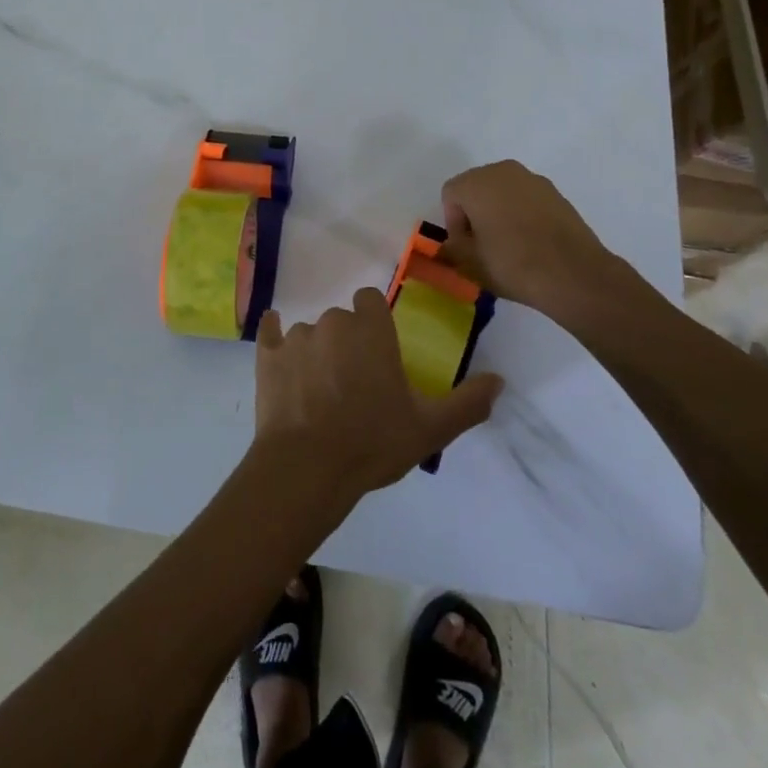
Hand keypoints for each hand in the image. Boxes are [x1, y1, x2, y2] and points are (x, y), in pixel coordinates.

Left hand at [253, 289, 502, 499]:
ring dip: (317, 352)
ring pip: (310, 333)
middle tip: (354, 383)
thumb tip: (500, 380)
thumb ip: (468, 403)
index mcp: (370, 329)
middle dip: (348, 342)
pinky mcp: (267, 355)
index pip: (369, 299)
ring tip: (321, 394)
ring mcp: (296, 337)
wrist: (308, 468)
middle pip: (341, 319)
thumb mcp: (431, 429)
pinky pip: (270, 332)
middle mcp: (332, 322)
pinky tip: (279, 353)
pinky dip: (275, 338)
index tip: (378, 351)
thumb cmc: (373, 442)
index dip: (374, 321)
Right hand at [440, 160, 642, 312]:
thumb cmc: (512, 264)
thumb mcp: (469, 263)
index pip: (450, 195)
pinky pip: (527, 201)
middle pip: (476, 189)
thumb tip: (449, 246)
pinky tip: (532, 244)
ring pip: (503, 194)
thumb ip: (451, 249)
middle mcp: (504, 171)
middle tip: (483, 246)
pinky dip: (522, 216)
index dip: (453, 223)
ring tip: (509, 246)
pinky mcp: (557, 194)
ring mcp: (534, 180)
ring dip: (499, 214)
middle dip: (475, 214)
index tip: (466, 248)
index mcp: (477, 182)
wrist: (575, 275)